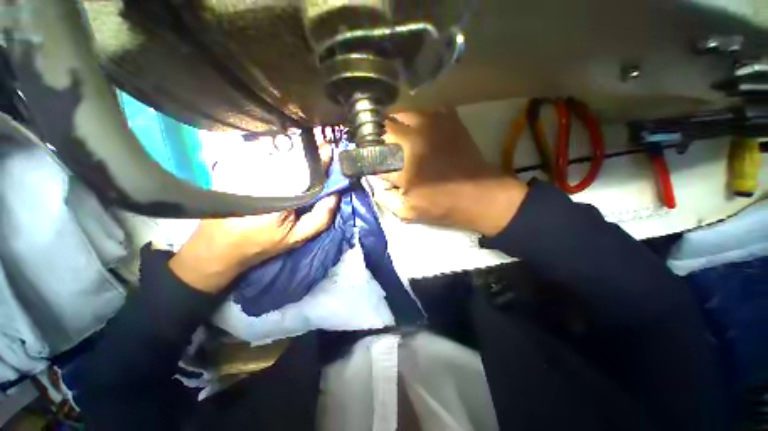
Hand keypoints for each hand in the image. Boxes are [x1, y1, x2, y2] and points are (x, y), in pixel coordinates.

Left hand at [169, 142, 338, 293]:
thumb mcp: (297, 237)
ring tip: (306, 145)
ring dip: (292, 146)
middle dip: (308, 149)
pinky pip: (259, 153)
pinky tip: (284, 149)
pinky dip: (275, 149)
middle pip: (291, 156)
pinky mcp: (235, 169)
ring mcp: (246, 171)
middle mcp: (263, 178)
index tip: (331, 149)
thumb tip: (335, 195)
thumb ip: (321, 218)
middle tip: (321, 146)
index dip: (321, 159)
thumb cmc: (260, 244)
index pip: (307, 171)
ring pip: (274, 152)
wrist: (217, 248)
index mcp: (282, 195)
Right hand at [369, 109, 527, 235]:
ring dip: (394, 126)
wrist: (480, 195)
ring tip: (397, 139)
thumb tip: (374, 179)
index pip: (370, 150)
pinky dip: (416, 121)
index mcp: (401, 161)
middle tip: (378, 147)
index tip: (362, 158)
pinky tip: (418, 133)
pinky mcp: (448, 119)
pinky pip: (423, 112)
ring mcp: (432, 123)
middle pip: (382, 125)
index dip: (363, 153)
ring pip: (401, 113)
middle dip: (376, 136)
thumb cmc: (442, 206)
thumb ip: (383, 196)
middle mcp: (413, 136)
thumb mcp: (407, 212)